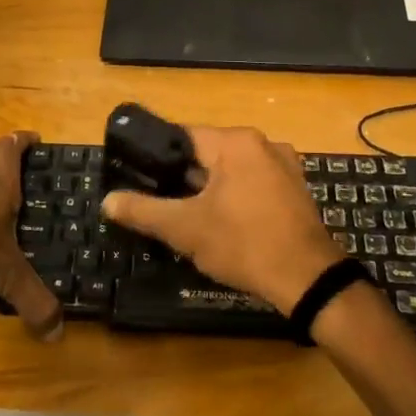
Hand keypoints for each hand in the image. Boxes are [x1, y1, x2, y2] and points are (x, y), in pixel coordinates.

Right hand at [101, 125, 341, 310]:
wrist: (308, 280)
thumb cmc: (243, 244)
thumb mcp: (185, 228)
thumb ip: (142, 211)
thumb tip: (107, 201)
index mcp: (236, 142)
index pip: (183, 136)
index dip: (157, 157)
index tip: (138, 177)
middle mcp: (264, 144)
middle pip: (208, 154)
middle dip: (183, 179)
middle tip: (160, 205)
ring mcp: (285, 167)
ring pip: (231, 172)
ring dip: (209, 191)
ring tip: (188, 218)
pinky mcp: (295, 191)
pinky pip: (253, 185)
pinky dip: (234, 199)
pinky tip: (224, 226)